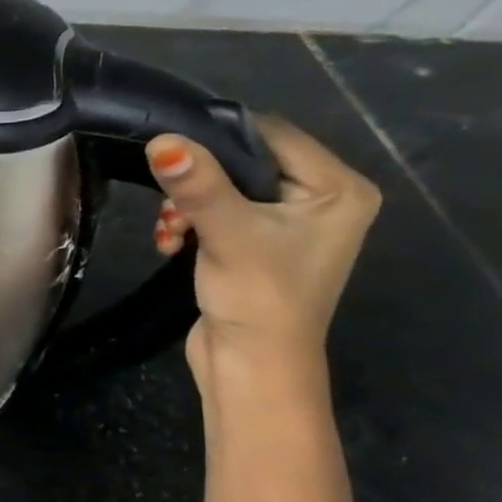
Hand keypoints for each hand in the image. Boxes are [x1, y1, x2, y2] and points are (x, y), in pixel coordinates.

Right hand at [147, 117, 380, 386]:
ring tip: (168, 233)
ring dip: (186, 206)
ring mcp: (290, 226)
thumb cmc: (258, 297)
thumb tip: (161, 140)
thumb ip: (197, 185)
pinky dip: (190, 224)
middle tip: (167, 207)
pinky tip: (170, 243)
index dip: (218, 138)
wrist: (251, 366)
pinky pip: (219, 214)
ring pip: (224, 190)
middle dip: (196, 182)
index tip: (170, 151)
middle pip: (245, 164)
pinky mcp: (258, 247)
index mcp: (339, 189)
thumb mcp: (227, 233)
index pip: (273, 135)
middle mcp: (323, 200)